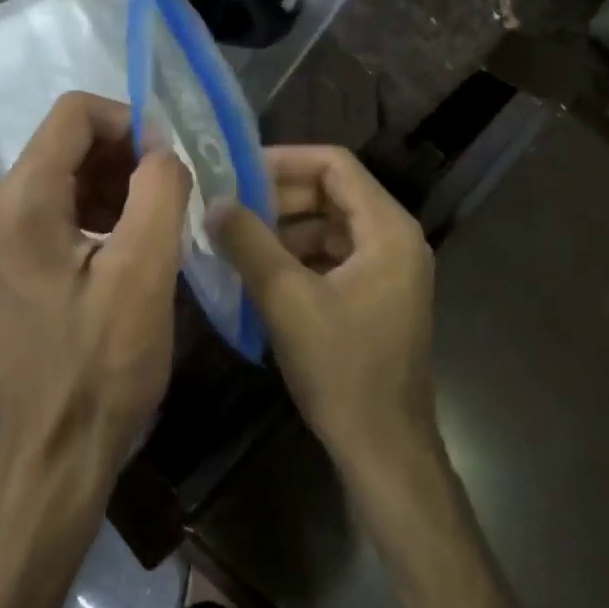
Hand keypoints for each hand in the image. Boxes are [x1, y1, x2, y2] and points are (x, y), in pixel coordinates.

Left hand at [0, 93, 192, 473]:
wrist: (57, 444)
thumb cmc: (102, 362)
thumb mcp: (145, 271)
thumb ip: (159, 190)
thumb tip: (164, 149)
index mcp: (23, 199)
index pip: (75, 113)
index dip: (131, 121)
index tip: (171, 161)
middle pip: (70, 139)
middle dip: (128, 154)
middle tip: (172, 196)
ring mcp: (0, 231)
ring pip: (69, 169)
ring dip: (118, 182)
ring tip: (156, 224)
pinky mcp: (13, 255)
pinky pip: (61, 203)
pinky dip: (102, 207)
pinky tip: (131, 244)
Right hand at [213, 146, 437, 480]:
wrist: (383, 448)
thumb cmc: (342, 368)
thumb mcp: (287, 299)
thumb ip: (249, 243)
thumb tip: (212, 202)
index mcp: (387, 229)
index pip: (335, 165)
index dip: (285, 160)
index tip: (237, 170)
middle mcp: (395, 239)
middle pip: (333, 194)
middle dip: (279, 196)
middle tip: (228, 205)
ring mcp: (389, 270)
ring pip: (330, 227)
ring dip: (285, 228)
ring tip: (236, 238)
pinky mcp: (376, 297)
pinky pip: (333, 258)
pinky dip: (298, 257)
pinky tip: (260, 272)